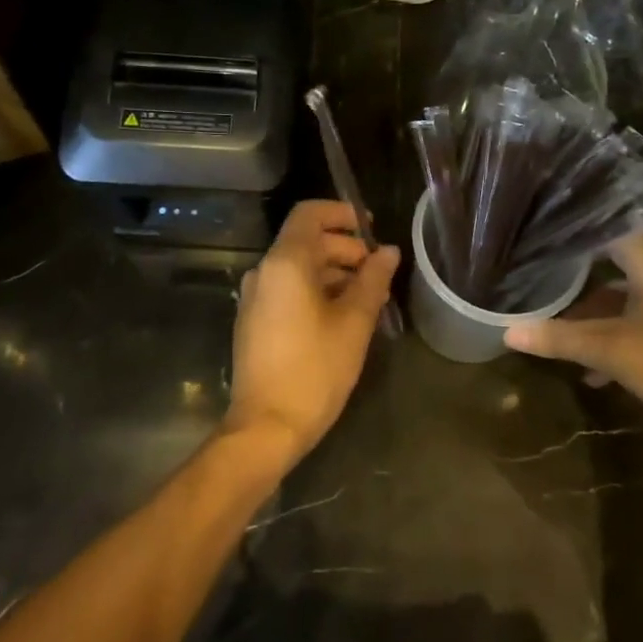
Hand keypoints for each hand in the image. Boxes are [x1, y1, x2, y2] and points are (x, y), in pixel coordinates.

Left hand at [225, 200, 400, 466]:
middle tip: (378, 272)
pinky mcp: (254, 321)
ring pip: (298, 267)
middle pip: (305, 241)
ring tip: (368, 297)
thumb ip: (372, 280)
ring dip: (333, 272)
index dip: (341, 213)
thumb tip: (388, 252)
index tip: (370, 229)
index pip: (309, 214)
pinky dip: (316, 290)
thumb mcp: (354, 323)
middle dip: (344, 249)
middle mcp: (264, 272)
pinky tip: (342, 316)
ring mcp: (255, 298)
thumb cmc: (315, 369)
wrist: (266, 427)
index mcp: (285, 263)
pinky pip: (288, 289)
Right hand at [503, 235, 642, 443]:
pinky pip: (637, 324)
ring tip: (556, 329)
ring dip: (593, 314)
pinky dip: (613, 338)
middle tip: (537, 276)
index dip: (577, 227)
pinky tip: (592, 371)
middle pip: (613, 264)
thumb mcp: (614, 352)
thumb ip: (561, 339)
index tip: (541, 229)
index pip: (610, 228)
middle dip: (576, 274)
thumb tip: (507, 331)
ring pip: (624, 299)